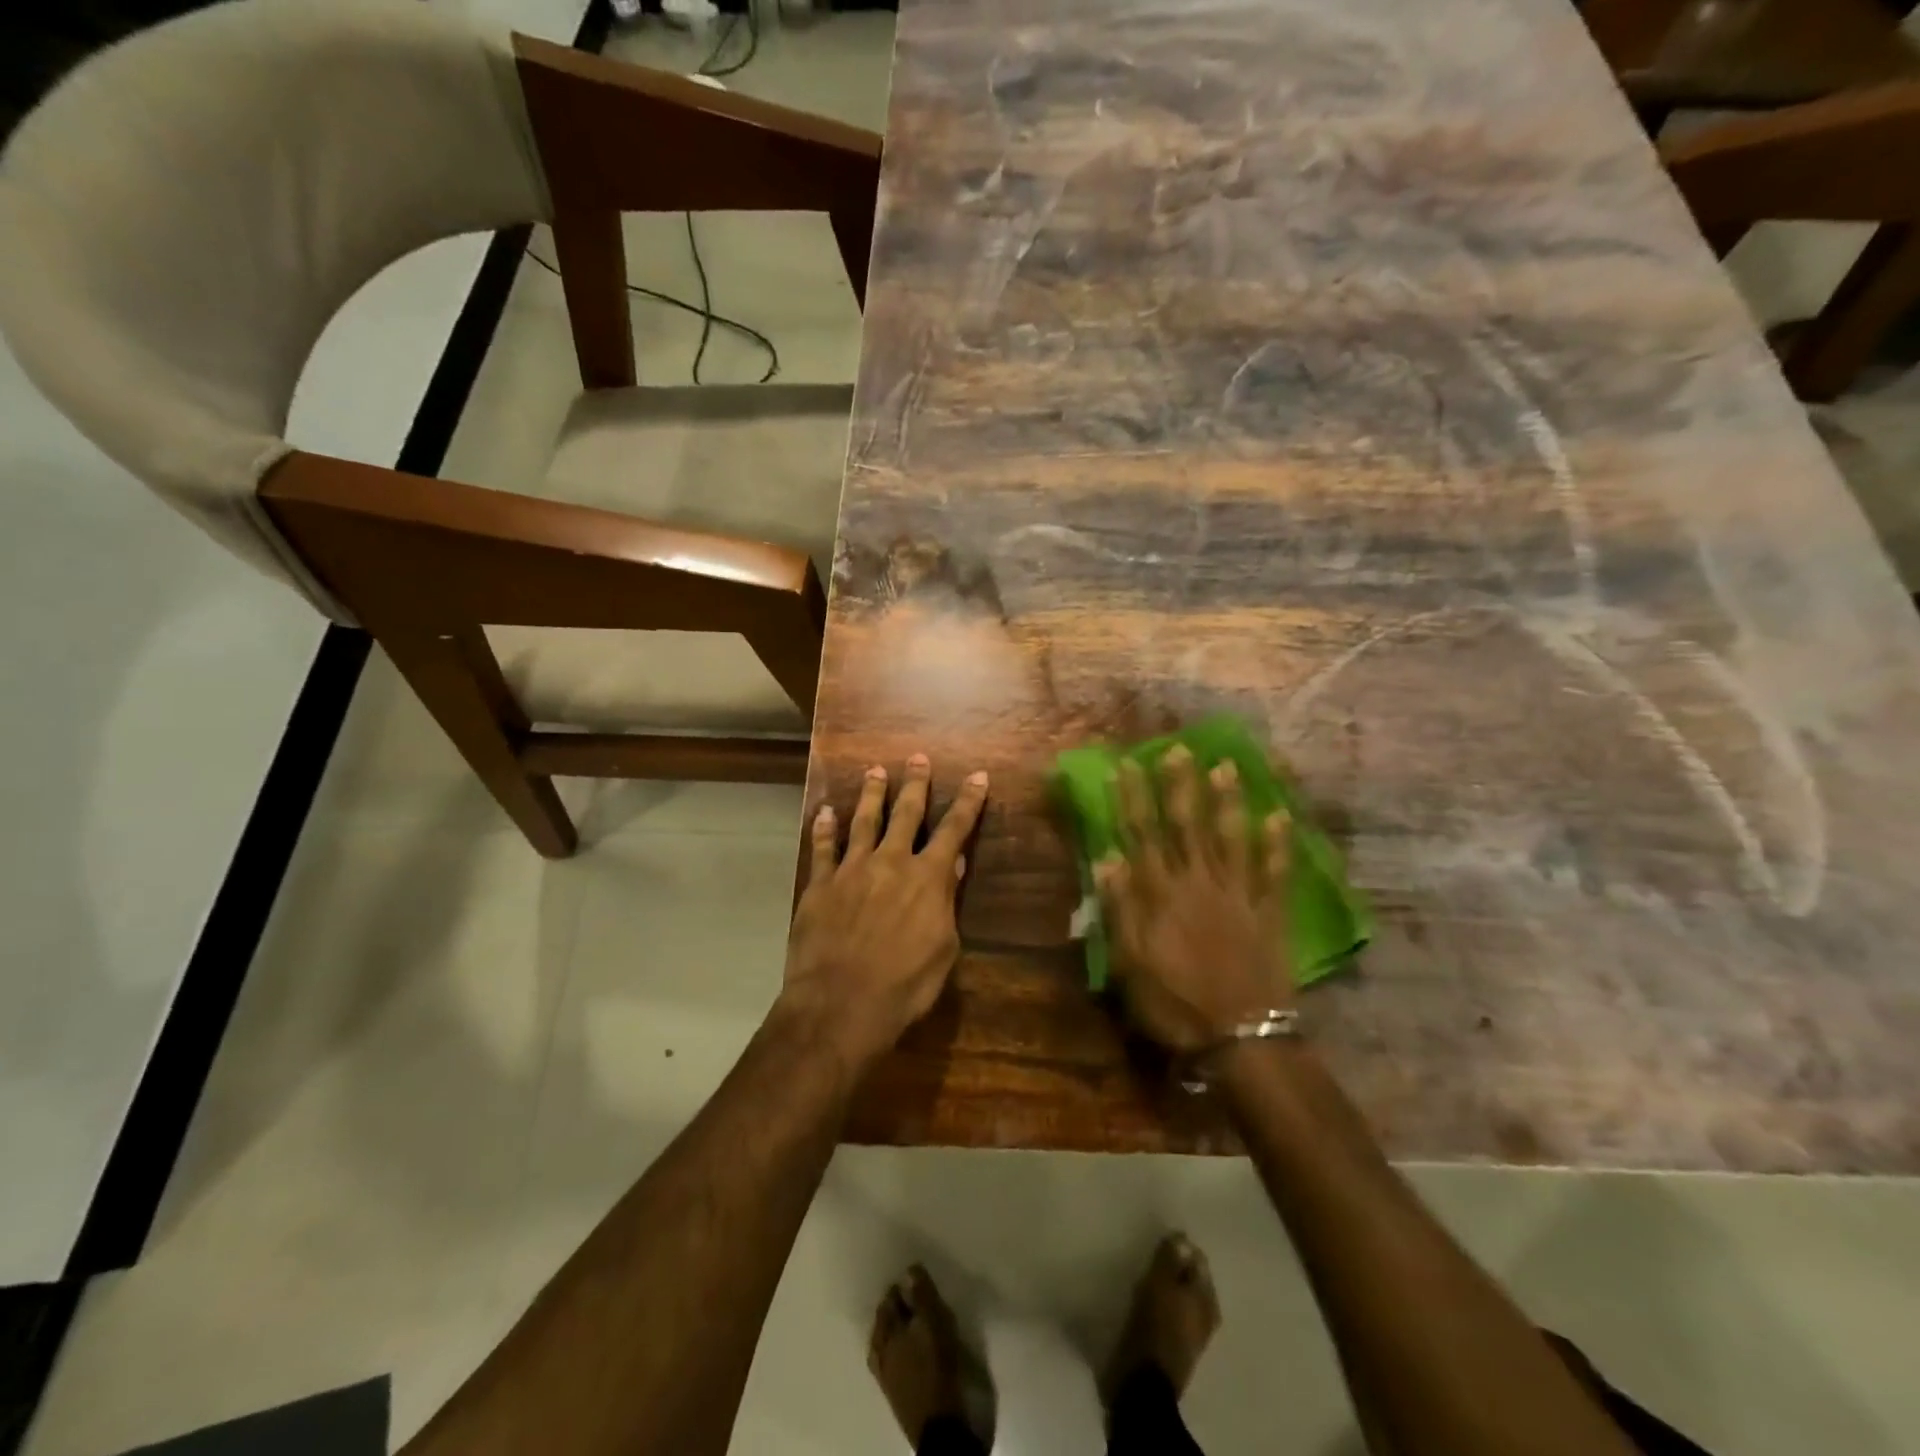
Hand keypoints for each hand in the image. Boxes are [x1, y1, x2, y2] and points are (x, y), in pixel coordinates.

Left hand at [782, 754, 989, 1066]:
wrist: (841, 1003)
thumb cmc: (904, 985)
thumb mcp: (943, 949)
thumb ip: (946, 902)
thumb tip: (952, 865)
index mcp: (928, 878)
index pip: (954, 830)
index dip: (968, 802)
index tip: (977, 776)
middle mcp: (891, 862)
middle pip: (906, 814)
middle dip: (915, 784)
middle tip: (918, 757)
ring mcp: (852, 869)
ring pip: (864, 820)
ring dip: (871, 794)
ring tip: (875, 770)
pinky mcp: (820, 884)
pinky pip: (823, 848)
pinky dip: (825, 828)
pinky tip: (824, 812)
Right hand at [1095, 748, 1291, 1053]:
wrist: (1240, 1038)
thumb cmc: (1174, 1003)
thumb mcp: (1129, 964)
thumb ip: (1119, 909)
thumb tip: (1107, 859)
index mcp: (1161, 895)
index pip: (1142, 835)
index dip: (1133, 799)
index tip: (1126, 766)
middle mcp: (1199, 883)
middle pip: (1187, 826)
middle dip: (1180, 785)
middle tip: (1178, 749)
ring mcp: (1238, 895)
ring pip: (1231, 838)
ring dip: (1227, 801)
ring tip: (1226, 766)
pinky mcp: (1270, 913)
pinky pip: (1275, 872)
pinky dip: (1278, 844)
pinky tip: (1280, 816)